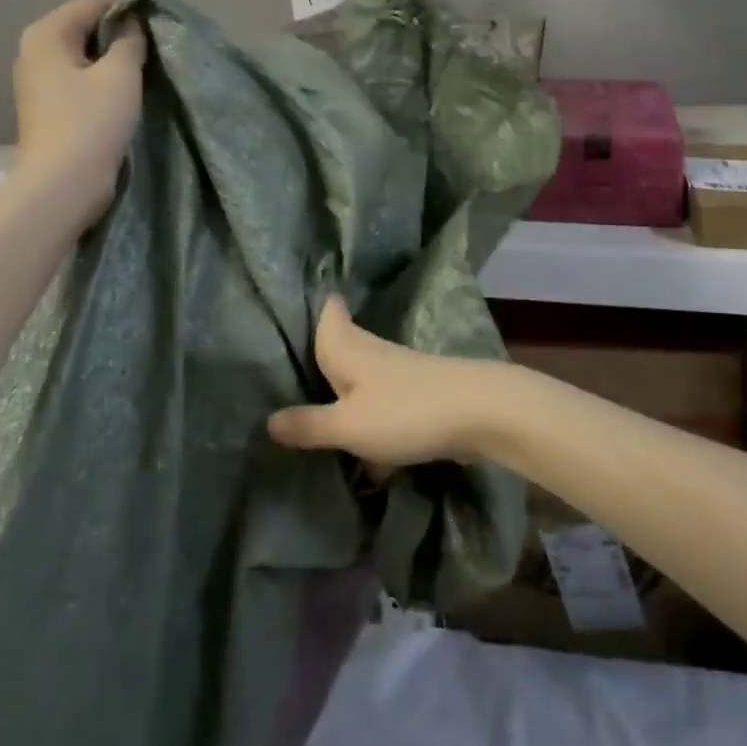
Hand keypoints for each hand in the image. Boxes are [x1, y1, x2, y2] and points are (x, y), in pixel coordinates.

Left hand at [13, 0, 146, 219]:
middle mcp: (35, 49)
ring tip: (146, 70)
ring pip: (86, 53)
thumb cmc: (92, 122)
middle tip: (157, 49)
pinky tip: (125, 92)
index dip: (131, 7)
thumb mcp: (121, 74)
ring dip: (115, 58)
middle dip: (122, 33)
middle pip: (88, 25)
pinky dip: (103, 77)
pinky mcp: (49, 104)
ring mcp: (39, 79)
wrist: (63, 184)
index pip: (95, 1)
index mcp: (47, 33)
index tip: (161, 25)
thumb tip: (134, 21)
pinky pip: (81, 76)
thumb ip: (131, 39)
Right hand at [267, 297, 504, 465]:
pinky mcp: (419, 394)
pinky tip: (368, 452)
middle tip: (300, 353)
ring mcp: (399, 372)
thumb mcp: (348, 424)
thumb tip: (267, 420)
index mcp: (348, 347)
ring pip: (363, 374)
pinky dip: (371, 416)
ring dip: (347, 387)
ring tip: (324, 400)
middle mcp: (371, 351)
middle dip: (326, 347)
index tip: (304, 294)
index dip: (318, 303)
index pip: (329, 313)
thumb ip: (309, 424)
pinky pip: (383, 402)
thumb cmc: (405, 411)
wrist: (479, 412)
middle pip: (344, 340)